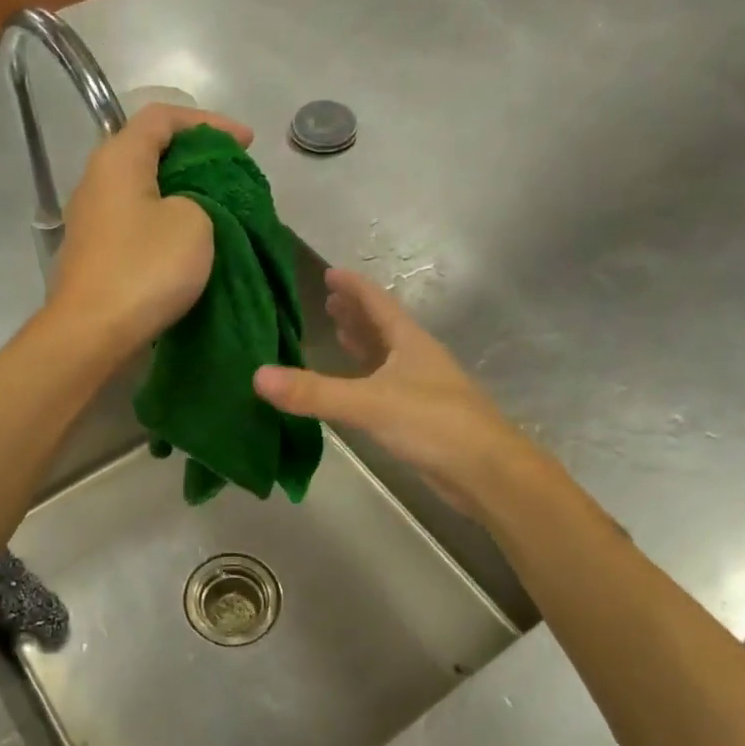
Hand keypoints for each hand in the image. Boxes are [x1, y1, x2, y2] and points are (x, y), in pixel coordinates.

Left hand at [46, 103, 254, 357]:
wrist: (92, 332)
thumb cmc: (145, 268)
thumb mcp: (194, 222)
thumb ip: (201, 196)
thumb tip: (188, 205)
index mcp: (118, 158)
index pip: (163, 116)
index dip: (209, 122)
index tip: (246, 143)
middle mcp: (97, 179)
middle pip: (150, 150)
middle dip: (196, 157)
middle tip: (233, 174)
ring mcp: (91, 218)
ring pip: (143, 188)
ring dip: (181, 191)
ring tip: (218, 206)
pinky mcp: (95, 251)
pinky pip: (136, 220)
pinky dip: (165, 220)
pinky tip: (188, 239)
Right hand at [253, 268, 533, 516]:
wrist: (487, 472)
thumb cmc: (432, 424)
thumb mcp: (368, 403)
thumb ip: (314, 392)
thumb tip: (258, 376)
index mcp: (409, 342)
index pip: (377, 303)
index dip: (353, 286)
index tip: (329, 273)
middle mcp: (417, 358)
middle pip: (383, 326)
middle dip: (356, 312)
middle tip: (327, 302)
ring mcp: (423, 388)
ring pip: (387, 356)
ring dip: (363, 343)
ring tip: (338, 334)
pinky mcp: (422, 417)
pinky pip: (386, 385)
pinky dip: (367, 378)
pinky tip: (355, 388)